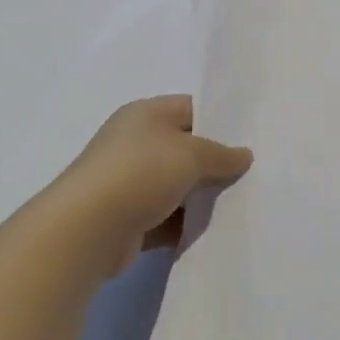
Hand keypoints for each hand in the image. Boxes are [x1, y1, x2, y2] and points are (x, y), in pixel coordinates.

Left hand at [47, 94, 251, 274]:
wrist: (87, 230)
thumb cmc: (140, 174)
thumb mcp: (192, 154)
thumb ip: (222, 154)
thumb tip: (244, 156)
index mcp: (146, 115)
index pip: (192, 109)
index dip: (221, 120)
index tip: (252, 137)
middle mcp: (135, 143)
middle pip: (186, 148)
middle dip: (216, 161)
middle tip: (252, 172)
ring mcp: (129, 182)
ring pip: (179, 185)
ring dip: (203, 196)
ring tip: (240, 202)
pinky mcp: (128, 218)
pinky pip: (168, 217)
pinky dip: (187, 223)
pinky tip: (214, 229)